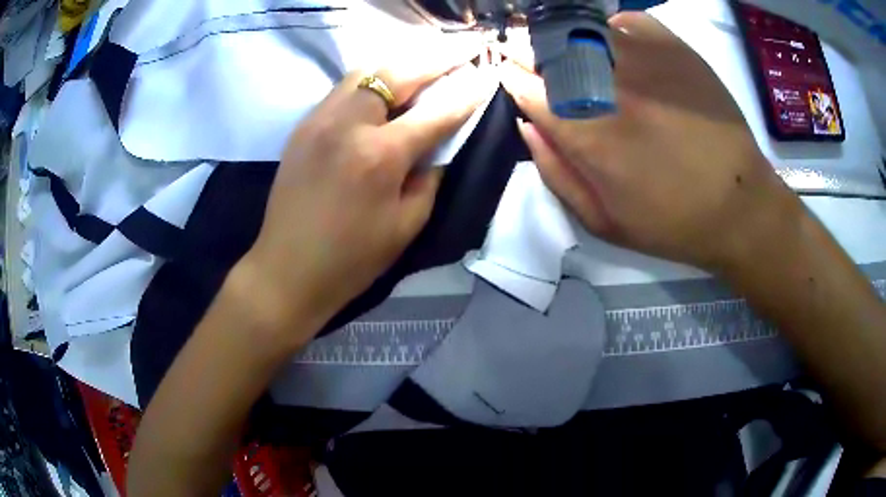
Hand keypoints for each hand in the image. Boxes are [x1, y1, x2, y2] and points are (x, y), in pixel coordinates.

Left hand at [244, 55, 491, 335]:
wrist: (287, 270)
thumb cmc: (351, 259)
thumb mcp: (406, 225)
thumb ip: (429, 176)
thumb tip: (439, 144)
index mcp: (380, 155)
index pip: (436, 112)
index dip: (467, 92)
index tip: (488, 73)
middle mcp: (348, 125)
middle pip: (398, 72)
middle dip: (438, 57)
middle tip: (464, 47)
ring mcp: (319, 120)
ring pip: (366, 71)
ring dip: (402, 62)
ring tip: (427, 60)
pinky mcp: (303, 126)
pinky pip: (343, 88)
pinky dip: (372, 78)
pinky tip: (387, 84)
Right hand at [500, 12, 803, 271]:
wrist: (740, 206)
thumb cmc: (672, 223)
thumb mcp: (603, 222)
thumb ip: (555, 173)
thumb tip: (527, 126)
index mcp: (588, 134)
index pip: (528, 88)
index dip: (512, 78)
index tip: (510, 75)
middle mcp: (610, 87)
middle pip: (550, 51)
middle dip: (528, 51)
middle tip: (527, 54)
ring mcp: (645, 61)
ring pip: (583, 30)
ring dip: (563, 36)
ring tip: (565, 48)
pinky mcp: (675, 49)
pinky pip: (628, 22)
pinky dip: (611, 27)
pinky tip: (612, 43)